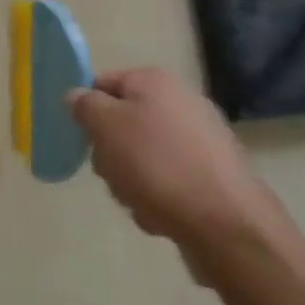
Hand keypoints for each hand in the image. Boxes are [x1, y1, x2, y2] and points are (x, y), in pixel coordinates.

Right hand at [68, 68, 301, 278]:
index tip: (82, 138)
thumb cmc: (156, 165)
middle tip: (111, 172)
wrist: (226, 223)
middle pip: (122, 121)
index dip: (86, 110)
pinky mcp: (214, 174)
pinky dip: (157, 195)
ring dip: (130, 178)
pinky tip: (160, 214)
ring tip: (138, 200)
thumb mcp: (105, 127)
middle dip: (110, 151)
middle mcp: (182, 102)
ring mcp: (202, 139)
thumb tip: (79, 96)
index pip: (102, 83)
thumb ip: (84, 105)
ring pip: (142, 155)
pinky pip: (169, 179)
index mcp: (154, 81)